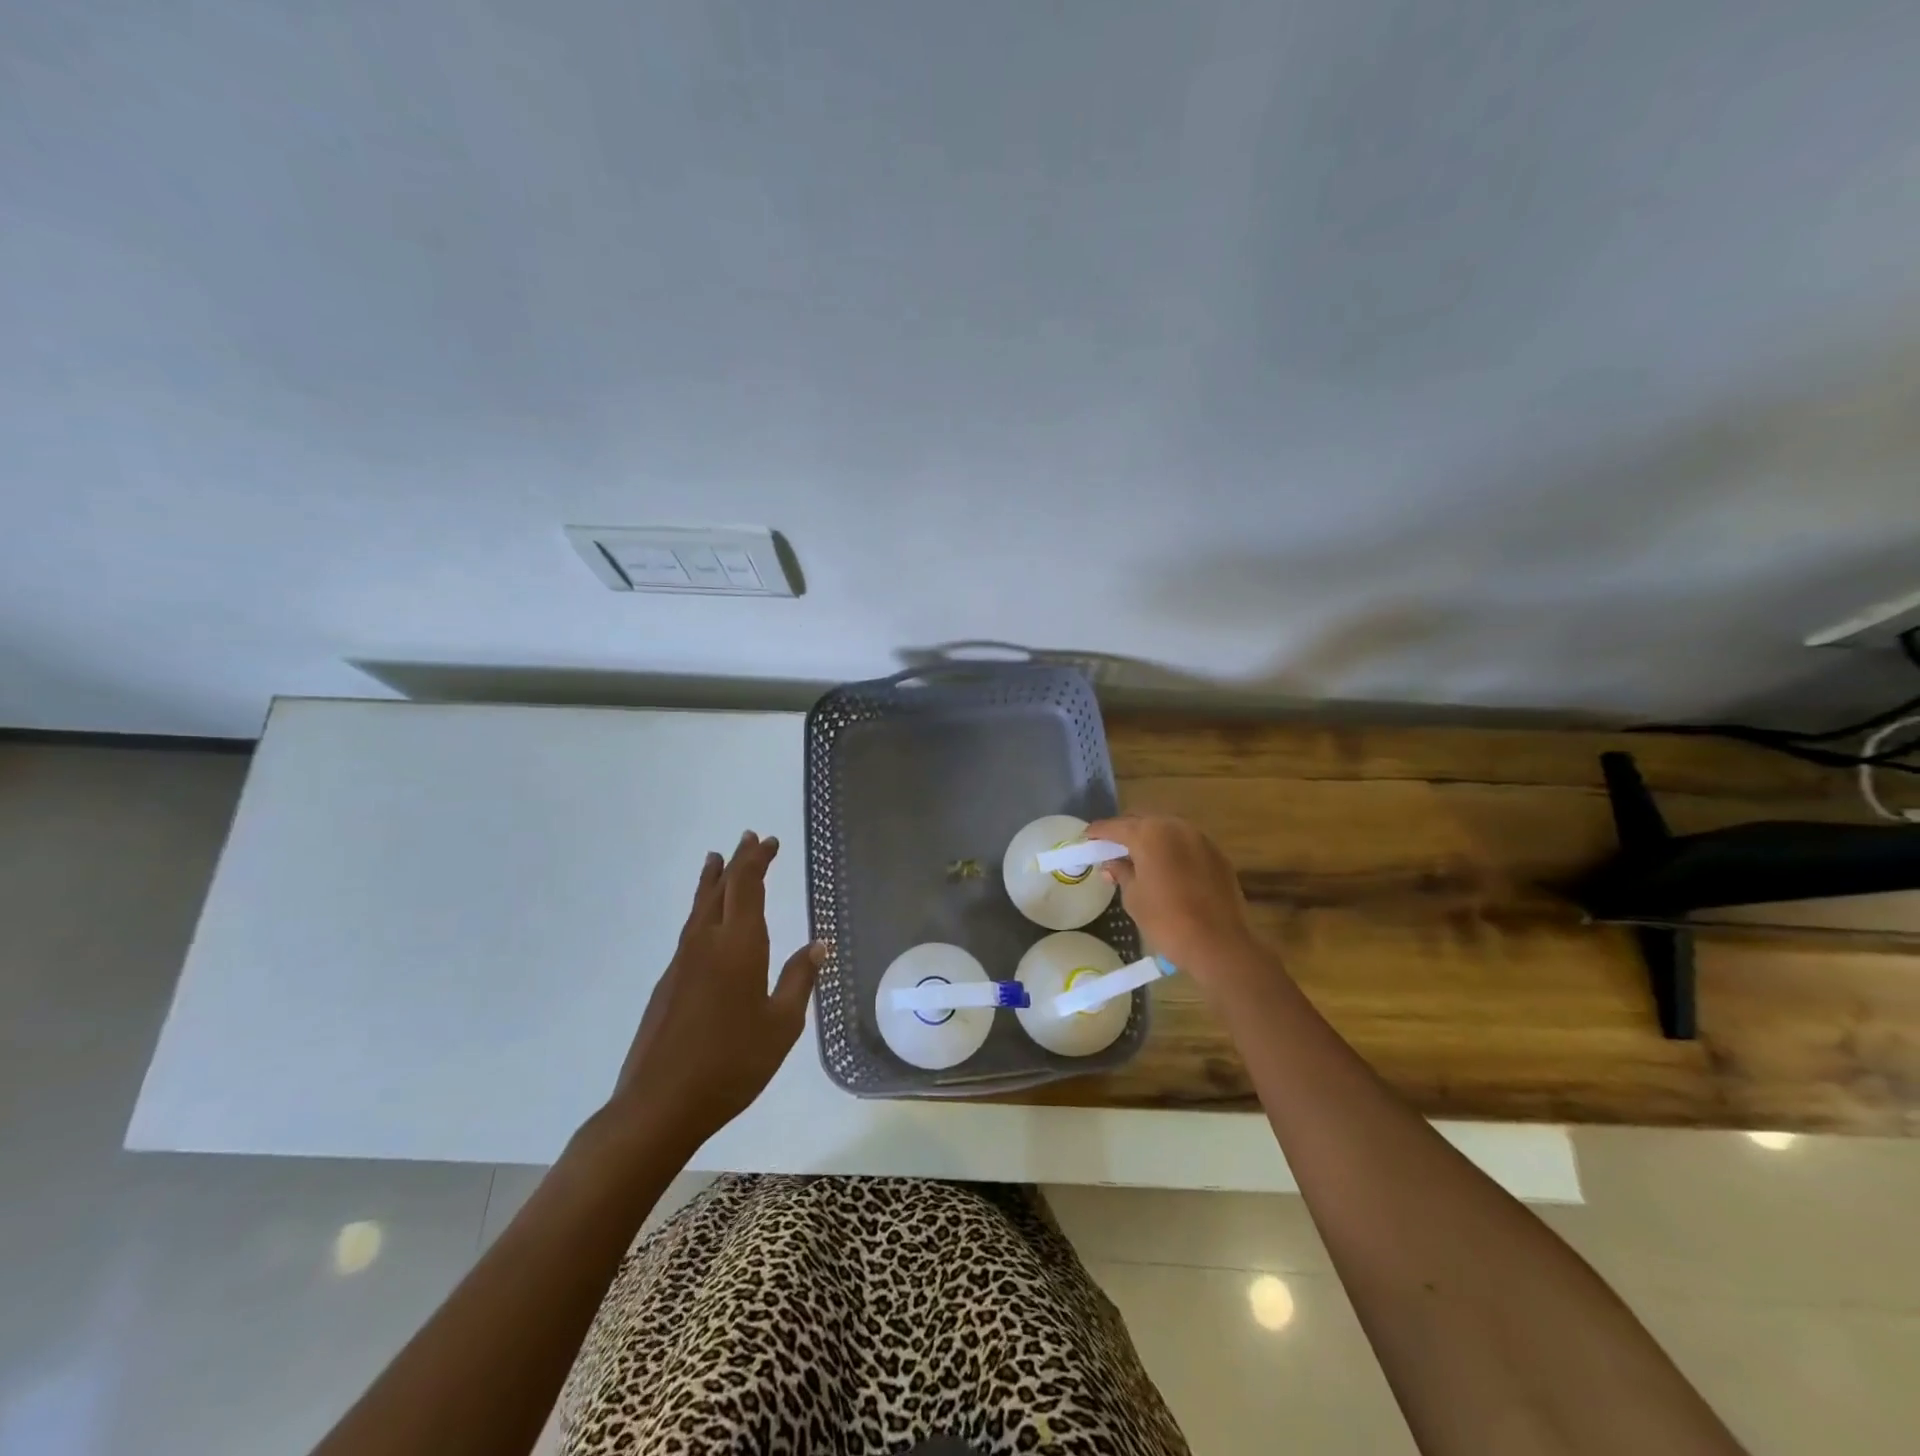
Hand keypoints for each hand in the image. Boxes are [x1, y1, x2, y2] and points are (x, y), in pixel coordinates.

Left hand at [602, 831, 822, 1152]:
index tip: (768, 841)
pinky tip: (707, 922)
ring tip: (716, 860)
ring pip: (699, 907)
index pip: (746, 886)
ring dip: (713, 881)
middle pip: (720, 888)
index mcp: (739, 946)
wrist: (659, 1104)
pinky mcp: (667, 983)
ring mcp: (682, 962)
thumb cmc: (732, 1063)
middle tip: (749, 838)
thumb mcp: (782, 1025)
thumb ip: (799, 980)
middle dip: (737, 861)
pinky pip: (690, 930)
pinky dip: (703, 909)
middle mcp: (706, 943)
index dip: (757, 859)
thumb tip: (819, 944)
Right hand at [1086, 814, 1260, 981]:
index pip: (1116, 827)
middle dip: (1126, 832)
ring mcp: (1200, 839)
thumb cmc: (1167, 920)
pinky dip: (1172, 850)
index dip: (1099, 832)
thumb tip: (1112, 865)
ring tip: (1139, 857)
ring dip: (1151, 839)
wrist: (1218, 944)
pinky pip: (1187, 844)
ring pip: (1167, 830)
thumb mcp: (1134, 897)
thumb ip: (1121, 873)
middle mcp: (1176, 827)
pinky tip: (1166, 868)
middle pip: (1143, 822)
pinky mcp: (1217, 855)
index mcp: (1149, 834)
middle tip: (1111, 848)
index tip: (1087, 837)